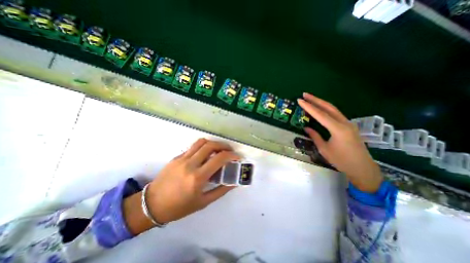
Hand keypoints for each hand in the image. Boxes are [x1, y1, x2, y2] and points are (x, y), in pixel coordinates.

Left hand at [124, 139, 239, 233]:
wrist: (152, 205)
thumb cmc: (179, 207)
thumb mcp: (203, 202)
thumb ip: (221, 191)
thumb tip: (234, 182)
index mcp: (197, 177)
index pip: (219, 159)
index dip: (231, 155)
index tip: (236, 157)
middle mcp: (190, 164)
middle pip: (210, 145)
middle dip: (223, 145)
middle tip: (229, 150)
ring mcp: (181, 159)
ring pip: (201, 142)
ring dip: (213, 143)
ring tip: (218, 149)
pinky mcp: (176, 157)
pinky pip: (193, 147)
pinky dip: (203, 148)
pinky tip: (205, 155)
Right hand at [299, 93, 382, 192]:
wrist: (363, 168)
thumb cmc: (342, 160)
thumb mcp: (324, 149)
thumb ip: (315, 136)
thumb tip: (306, 128)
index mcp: (337, 129)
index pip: (320, 114)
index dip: (309, 107)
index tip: (300, 100)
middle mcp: (344, 123)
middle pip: (328, 107)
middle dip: (315, 100)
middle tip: (305, 95)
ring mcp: (348, 123)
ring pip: (333, 109)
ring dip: (321, 103)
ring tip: (311, 99)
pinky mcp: (349, 126)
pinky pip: (336, 114)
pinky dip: (327, 109)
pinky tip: (321, 109)